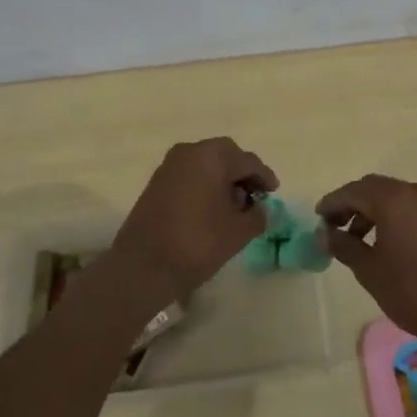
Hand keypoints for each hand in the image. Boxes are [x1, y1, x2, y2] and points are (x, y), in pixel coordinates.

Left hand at [109, 138, 276, 307]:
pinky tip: (210, 209)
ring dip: (222, 180)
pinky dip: (204, 186)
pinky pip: (189, 175)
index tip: (273, 191)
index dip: (264, 177)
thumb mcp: (239, 232)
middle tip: (254, 197)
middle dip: (242, 175)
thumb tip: (260, 209)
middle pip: (225, 156)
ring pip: (206, 165)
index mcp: (212, 156)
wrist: (143, 265)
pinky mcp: (156, 182)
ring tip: (233, 207)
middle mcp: (189, 151)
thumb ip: (258, 215)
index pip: (248, 161)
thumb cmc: (197, 243)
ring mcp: (169, 165)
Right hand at [316, 175, 416, 355]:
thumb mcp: (369, 270)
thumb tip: (324, 234)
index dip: (332, 203)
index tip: (317, 218)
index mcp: (394, 199)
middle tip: (333, 226)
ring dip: (371, 211)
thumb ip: (343, 246)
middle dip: (351, 204)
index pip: (354, 191)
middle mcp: (415, 192)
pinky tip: (383, 242)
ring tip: (356, 239)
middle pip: (374, 188)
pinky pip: (410, 207)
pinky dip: (391, 216)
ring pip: (393, 197)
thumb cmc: (412, 292)